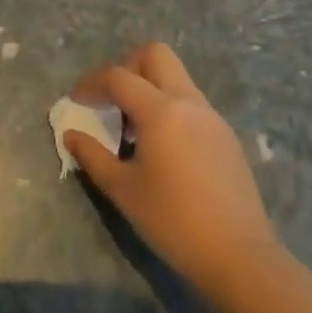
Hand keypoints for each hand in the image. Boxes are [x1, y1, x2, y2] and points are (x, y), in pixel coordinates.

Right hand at [65, 43, 279, 296]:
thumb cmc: (173, 221)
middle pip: (155, 55)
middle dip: (127, 67)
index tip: (76, 101)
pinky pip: (190, 103)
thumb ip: (92, 155)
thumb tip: (71, 135)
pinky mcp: (225, 137)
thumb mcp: (122, 189)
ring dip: (149, 88)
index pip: (118, 77)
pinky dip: (169, 109)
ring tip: (133, 128)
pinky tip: (161, 148)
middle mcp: (188, 103)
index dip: (91, 83)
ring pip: (176, 78)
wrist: (240, 257)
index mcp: (160, 111)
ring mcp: (212, 118)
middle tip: (111, 99)